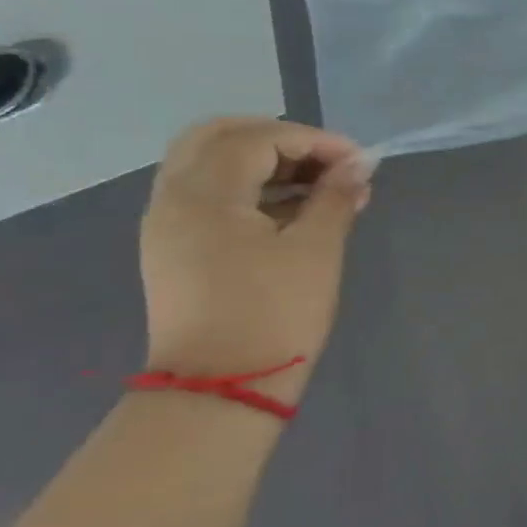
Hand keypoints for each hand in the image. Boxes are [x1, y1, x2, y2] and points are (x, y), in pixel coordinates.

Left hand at [139, 118, 372, 405]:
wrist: (220, 389)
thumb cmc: (274, 314)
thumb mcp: (317, 250)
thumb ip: (336, 197)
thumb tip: (359, 165)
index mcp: (204, 194)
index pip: (258, 138)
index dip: (314, 140)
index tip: (359, 161)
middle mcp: (173, 198)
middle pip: (218, 137)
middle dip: (278, 138)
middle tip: (325, 159)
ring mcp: (167, 225)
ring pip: (209, 165)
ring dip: (264, 162)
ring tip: (320, 187)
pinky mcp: (174, 250)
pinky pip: (207, 196)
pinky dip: (248, 188)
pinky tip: (291, 211)